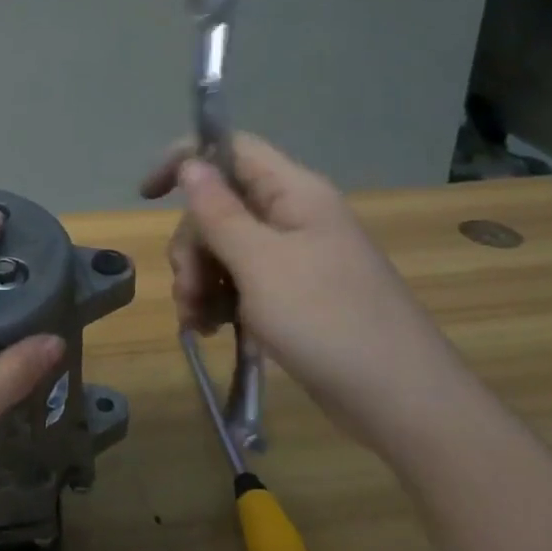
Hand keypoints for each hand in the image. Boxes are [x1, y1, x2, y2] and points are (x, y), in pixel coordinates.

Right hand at [141, 135, 470, 451]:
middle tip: (187, 290)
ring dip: (200, 279)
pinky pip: (242, 281)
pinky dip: (219, 300)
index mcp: (294, 193)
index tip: (149, 195)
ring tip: (198, 321)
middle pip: (220, 206)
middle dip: (193, 246)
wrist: (402, 402)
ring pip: (225, 247)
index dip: (187, 160)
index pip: (231, 149)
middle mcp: (293, 216)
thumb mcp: (260, 263)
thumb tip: (191, 163)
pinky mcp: (294, 294)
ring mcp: (295, 258)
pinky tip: (211, 329)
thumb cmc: (327, 321)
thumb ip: (219, 211)